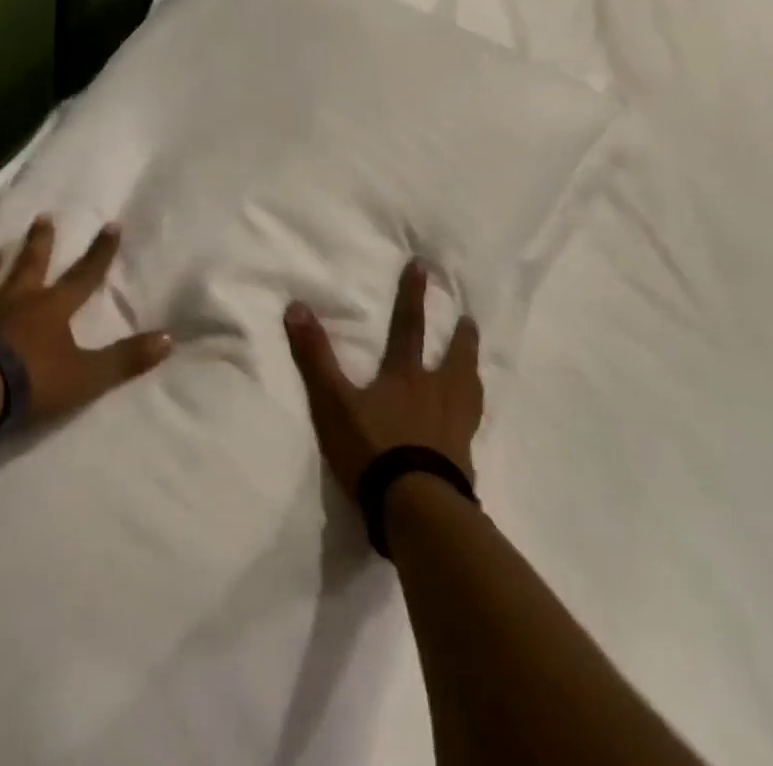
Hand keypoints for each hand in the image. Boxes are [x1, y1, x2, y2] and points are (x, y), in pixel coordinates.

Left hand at [0, 215, 172, 426]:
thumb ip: (125, 359)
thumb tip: (170, 339)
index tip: (111, 224)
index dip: (100, 252)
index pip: (84, 275)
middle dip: (40, 242)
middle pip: (30, 265)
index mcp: (51, 309)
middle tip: (43, 218)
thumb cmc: (29, 381)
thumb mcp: (86, 376)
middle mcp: (14, 301)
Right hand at [284, 259, 483, 494]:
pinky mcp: (464, 459)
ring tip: (476, 366)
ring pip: (469, 390)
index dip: (413, 295)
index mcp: (405, 375)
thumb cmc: (373, 448)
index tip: (423, 267)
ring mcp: (455, 427)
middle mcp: (436, 393)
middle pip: (454, 358)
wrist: (416, 506)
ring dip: (472, 371)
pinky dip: (472, 415)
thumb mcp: (333, 401)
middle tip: (470, 320)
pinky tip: (472, 422)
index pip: (409, 326)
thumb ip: (315, 356)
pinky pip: (472, 427)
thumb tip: (296, 306)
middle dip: (460, 337)